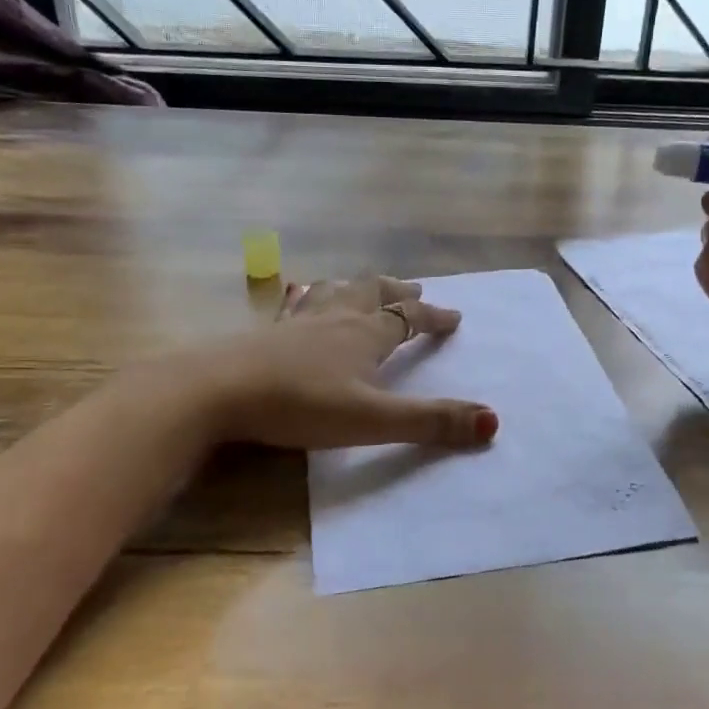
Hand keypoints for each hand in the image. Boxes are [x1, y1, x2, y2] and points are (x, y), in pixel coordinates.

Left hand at [204, 274, 499, 450]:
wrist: (215, 391)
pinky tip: (300, 302)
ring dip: (358, 288)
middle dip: (397, 292)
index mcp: (364, 335)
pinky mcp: (265, 334)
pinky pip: (298, 306)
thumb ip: (429, 422)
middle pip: (373, 293)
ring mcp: (297, 323)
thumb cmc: (298, 404)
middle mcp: (335, 319)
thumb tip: (493, 421)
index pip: (408, 318)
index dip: (433, 318)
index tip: (454, 317)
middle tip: (414, 290)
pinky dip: (312, 298)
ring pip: (336, 293)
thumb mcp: (371, 419)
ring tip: (364, 286)